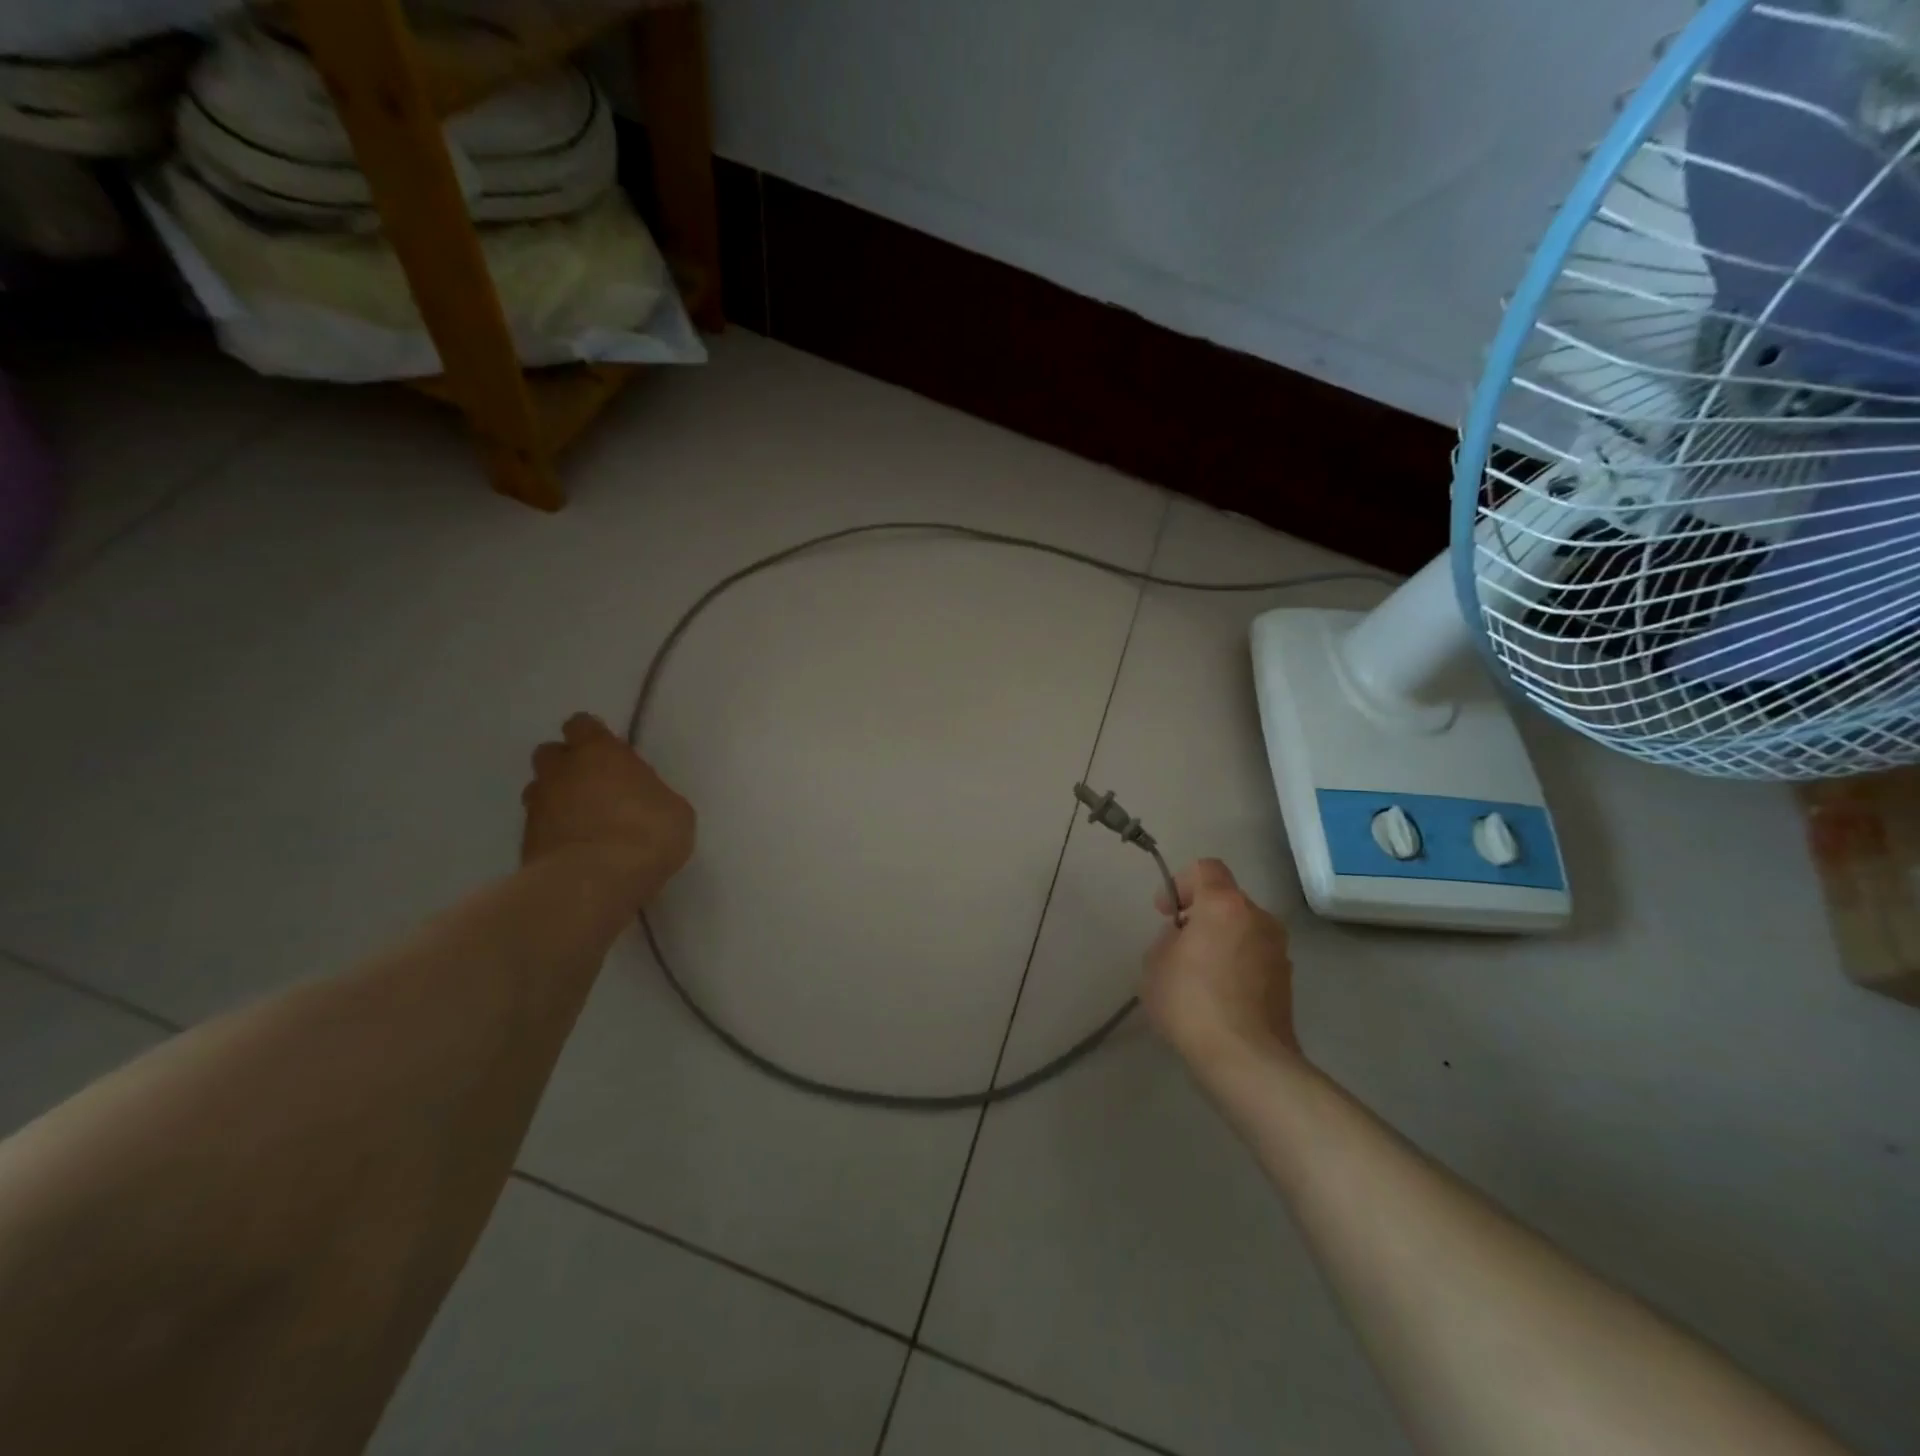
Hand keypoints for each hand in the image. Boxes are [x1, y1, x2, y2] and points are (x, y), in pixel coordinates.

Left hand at [521, 713, 695, 906]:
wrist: (594, 882)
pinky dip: (554, 834)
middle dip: (568, 766)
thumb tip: (644, 800)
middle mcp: (562, 771)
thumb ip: (652, 795)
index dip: (594, 738)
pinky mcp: (525, 842)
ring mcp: (538, 806)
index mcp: (599, 752)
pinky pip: (539, 827)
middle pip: (552, 754)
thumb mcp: (675, 810)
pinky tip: (577, 851)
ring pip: (540, 790)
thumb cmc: (647, 834)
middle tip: (596, 787)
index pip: (582, 725)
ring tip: (584, 823)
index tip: (612, 756)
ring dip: (557, 800)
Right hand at [1142, 858, 1299, 1069]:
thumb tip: (1186, 938)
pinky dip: (1238, 965)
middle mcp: (1259, 918)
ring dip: (1222, 941)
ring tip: (1199, 975)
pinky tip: (1219, 997)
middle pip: (1227, 900)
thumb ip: (1168, 938)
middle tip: (1179, 945)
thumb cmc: (1191, 1002)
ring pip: (1243, 929)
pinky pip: (1255, 957)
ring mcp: (1279, 950)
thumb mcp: (1155, 963)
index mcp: (1225, 904)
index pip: (1206, 867)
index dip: (1180, 882)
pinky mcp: (1287, 981)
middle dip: (1202, 915)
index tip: (1166, 912)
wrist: (1246, 1060)